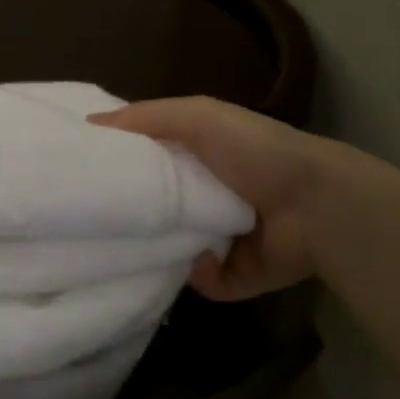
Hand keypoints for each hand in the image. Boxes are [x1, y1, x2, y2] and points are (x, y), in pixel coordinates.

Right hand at [91, 96, 350, 299]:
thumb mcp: (198, 117)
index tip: (82, 173)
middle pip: (155, 210)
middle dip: (132, 215)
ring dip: (160, 250)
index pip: (148, 164)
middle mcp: (208, 199)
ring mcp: (222, 241)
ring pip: (173, 251)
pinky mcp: (237, 277)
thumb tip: (88, 125)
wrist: (317, 204)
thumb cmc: (256, 152)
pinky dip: (200, 272)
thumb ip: (145, 117)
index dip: (120, 166)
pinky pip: (202, 281)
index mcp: (199, 160)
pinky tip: (203, 257)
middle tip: (97, 219)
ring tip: (136, 246)